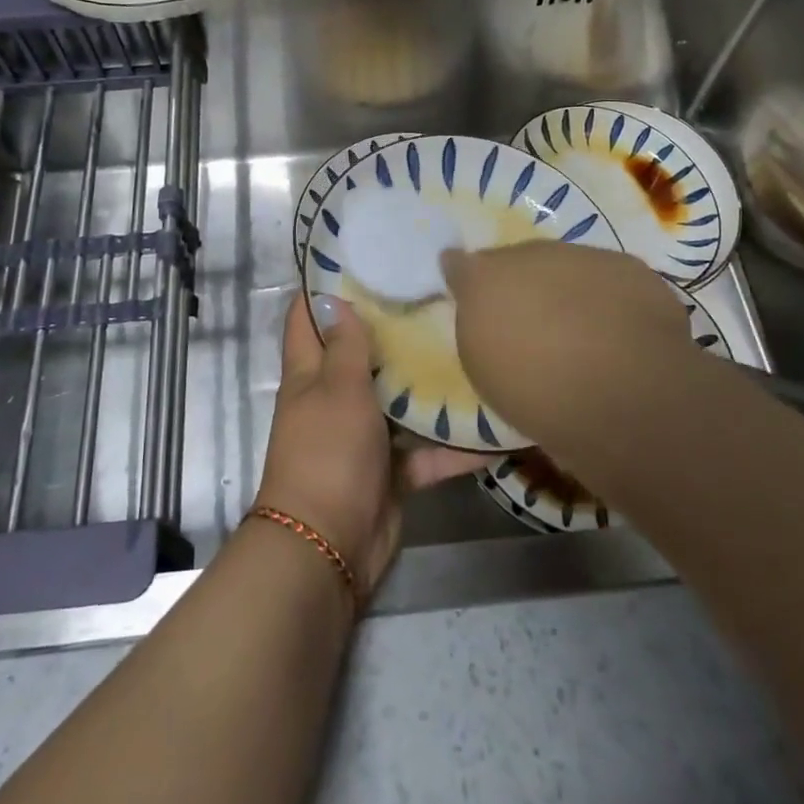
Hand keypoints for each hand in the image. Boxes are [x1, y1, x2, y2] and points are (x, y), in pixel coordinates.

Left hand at [253, 293, 487, 597]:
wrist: (329, 545)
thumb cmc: (327, 452)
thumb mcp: (336, 389)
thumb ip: (344, 347)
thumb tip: (335, 300)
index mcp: (310, 374)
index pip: (307, 319)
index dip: (323, 288)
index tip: (361, 259)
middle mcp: (335, 399)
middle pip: (361, 355)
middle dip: (392, 329)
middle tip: (435, 294)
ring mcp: (365, 436)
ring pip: (400, 401)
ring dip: (429, 385)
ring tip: (472, 346)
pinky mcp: (393, 471)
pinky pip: (428, 452)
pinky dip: (456, 447)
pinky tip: (496, 429)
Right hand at [441, 241, 694, 441]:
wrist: (624, 392)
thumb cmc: (537, 391)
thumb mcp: (485, 370)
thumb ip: (479, 327)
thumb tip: (480, 305)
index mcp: (484, 278)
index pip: (463, 265)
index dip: (466, 278)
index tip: (468, 293)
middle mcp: (530, 255)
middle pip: (518, 261)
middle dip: (520, 283)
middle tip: (529, 320)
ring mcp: (582, 256)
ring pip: (566, 265)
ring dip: (566, 287)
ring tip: (578, 329)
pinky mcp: (631, 269)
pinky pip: (610, 278)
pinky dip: (608, 297)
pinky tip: (617, 329)